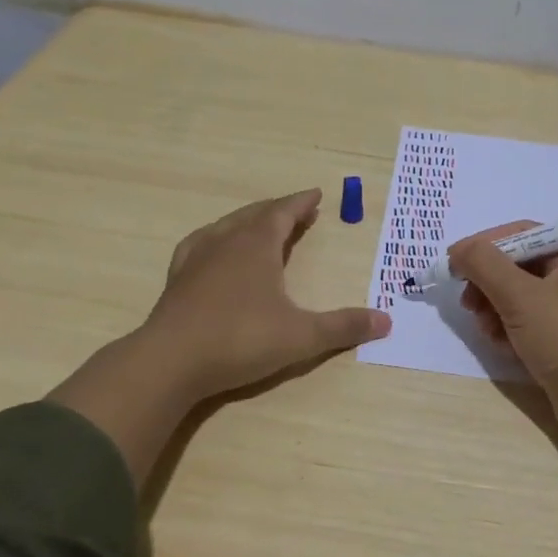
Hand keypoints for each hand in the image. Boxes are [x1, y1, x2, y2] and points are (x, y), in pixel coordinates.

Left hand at [49, 189, 390, 484]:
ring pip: (226, 226)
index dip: (301, 203)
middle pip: (255, 215)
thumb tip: (387, 321)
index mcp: (257, 246)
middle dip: (279, 210)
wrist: (170, 362)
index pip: (283, 213)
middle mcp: (226, 242)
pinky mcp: (177, 280)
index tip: (316, 194)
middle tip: (297, 211)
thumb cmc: (241, 340)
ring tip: (259, 224)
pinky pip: (199, 244)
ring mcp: (196, 259)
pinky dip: (215, 238)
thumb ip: (344, 326)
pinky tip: (213, 249)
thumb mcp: (302, 336)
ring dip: (248, 221)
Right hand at [452, 222, 557, 441]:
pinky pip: (530, 322)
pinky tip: (502, 346)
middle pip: (519, 266)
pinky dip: (511, 329)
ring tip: (486, 331)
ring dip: (495, 310)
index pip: (522, 234)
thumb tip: (458, 248)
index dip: (484, 246)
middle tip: (468, 304)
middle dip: (489, 284)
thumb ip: (484, 264)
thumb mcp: (520, 296)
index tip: (453, 264)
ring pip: (521, 297)